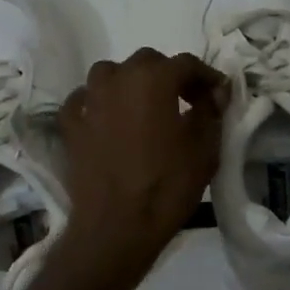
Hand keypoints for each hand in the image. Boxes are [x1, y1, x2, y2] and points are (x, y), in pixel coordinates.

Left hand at [58, 48, 227, 276]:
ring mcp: (89, 101)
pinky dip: (97, 103)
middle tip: (186, 101)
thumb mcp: (205, 150)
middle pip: (147, 62)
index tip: (218, 95)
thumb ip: (211, 112)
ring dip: (130, 82)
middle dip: (169, 76)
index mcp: (153, 79)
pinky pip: (83, 101)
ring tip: (144, 106)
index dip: (207, 76)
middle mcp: (117, 79)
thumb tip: (215, 93)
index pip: (186, 63)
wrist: (117, 227)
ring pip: (110, 74)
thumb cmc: (167, 186)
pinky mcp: (70, 126)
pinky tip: (107, 118)